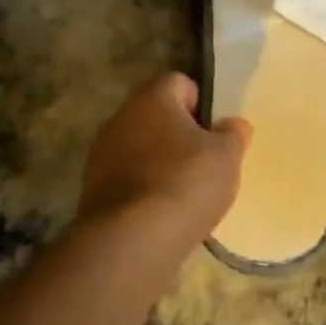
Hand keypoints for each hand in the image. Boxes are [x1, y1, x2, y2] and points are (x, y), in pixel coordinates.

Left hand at [79, 73, 250, 265]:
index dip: (202, 103)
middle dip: (180, 135)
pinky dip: (144, 189)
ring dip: (160, 163)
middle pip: (158, 116)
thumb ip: (233, 134)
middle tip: (204, 162)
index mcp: (153, 98)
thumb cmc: (185, 183)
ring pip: (141, 148)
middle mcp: (122, 117)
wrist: (131, 242)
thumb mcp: (226, 156)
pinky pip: (127, 178)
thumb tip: (233, 125)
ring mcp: (102, 154)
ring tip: (184, 193)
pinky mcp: (92, 189)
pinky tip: (161, 214)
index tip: (214, 132)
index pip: (180, 83)